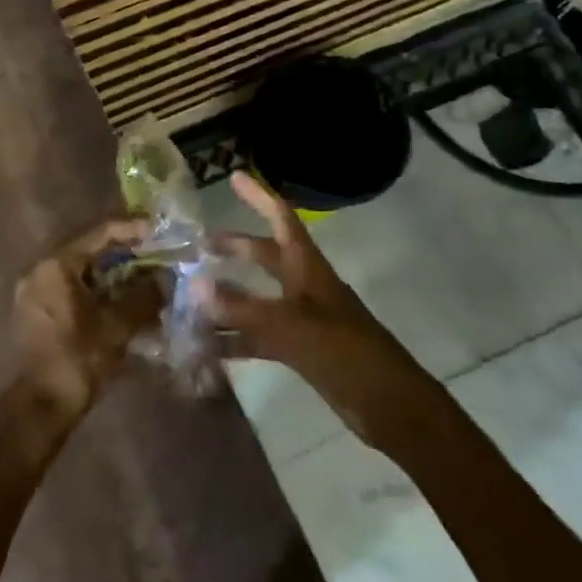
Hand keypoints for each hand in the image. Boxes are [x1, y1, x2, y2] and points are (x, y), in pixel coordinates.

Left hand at [10, 216, 162, 427]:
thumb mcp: (117, 326)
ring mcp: (35, 293)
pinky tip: (125, 306)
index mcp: (56, 265)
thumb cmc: (76, 360)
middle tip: (159, 257)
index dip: (134, 230)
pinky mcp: (37, 315)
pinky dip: (100, 294)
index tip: (161, 230)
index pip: (101, 233)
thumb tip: (165, 279)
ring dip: (115, 277)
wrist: (39, 409)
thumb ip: (144, 297)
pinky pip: (73, 292)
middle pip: (91, 252)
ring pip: (83, 275)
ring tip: (148, 282)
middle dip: (127, 255)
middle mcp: (41, 271)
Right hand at [199, 171, 434, 445]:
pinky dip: (234, 339)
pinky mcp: (299, 350)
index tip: (234, 176)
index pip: (281, 219)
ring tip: (191, 296)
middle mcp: (303, 287)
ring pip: (257, 299)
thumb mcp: (291, 326)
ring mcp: (301, 319)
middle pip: (265, 256)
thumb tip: (195, 285)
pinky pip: (258, 337)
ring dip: (228, 297)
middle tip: (198, 245)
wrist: (390, 406)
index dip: (259, 196)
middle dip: (234, 247)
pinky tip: (206, 347)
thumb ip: (242, 306)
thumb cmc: (346, 353)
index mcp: (307, 268)